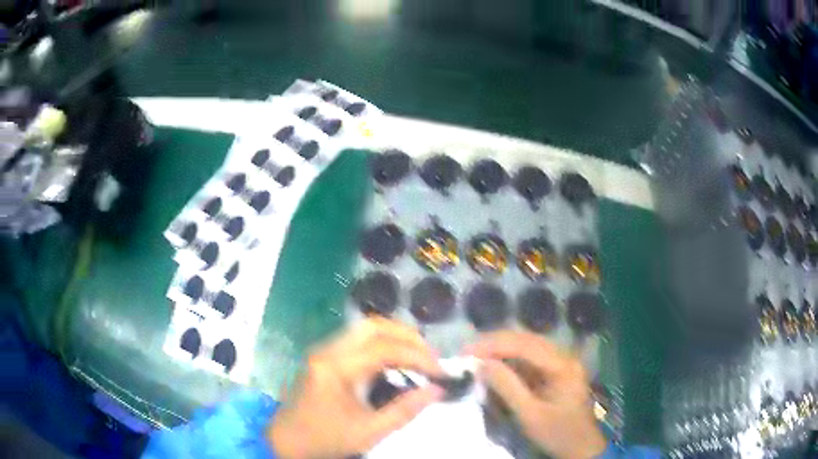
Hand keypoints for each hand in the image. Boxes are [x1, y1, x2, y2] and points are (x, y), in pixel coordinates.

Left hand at [268, 318, 444, 457]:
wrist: (287, 441)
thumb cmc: (325, 439)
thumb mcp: (369, 432)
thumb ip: (405, 410)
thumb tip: (437, 390)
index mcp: (334, 368)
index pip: (383, 349)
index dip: (417, 356)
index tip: (440, 372)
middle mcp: (327, 350)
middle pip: (372, 326)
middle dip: (407, 336)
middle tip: (431, 357)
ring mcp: (323, 351)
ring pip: (364, 329)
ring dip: (395, 336)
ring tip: (419, 357)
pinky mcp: (324, 357)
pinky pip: (357, 340)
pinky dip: (382, 344)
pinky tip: (396, 361)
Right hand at [466, 331, 606, 458]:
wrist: (580, 446)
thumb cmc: (557, 433)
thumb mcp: (530, 415)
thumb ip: (507, 387)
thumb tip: (481, 364)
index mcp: (563, 365)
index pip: (526, 345)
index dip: (495, 344)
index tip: (467, 352)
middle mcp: (564, 356)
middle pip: (527, 339)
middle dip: (495, 343)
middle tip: (467, 352)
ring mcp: (561, 362)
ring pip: (527, 346)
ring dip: (501, 349)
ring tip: (476, 356)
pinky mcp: (555, 371)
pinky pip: (529, 359)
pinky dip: (509, 360)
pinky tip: (494, 364)